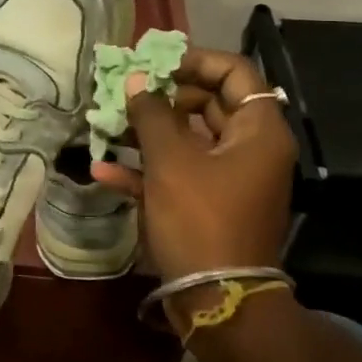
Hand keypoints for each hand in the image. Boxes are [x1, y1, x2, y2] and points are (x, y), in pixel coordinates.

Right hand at [91, 47, 296, 284]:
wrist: (217, 299)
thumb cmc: (200, 219)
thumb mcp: (171, 161)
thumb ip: (151, 114)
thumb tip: (136, 80)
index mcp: (257, 131)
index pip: (234, 73)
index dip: (193, 61)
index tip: (153, 65)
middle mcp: (249, 149)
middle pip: (208, 104)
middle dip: (162, 98)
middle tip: (125, 94)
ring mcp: (228, 178)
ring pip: (188, 139)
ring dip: (148, 132)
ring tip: (108, 126)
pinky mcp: (208, 203)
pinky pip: (178, 173)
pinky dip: (146, 169)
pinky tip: (104, 171)